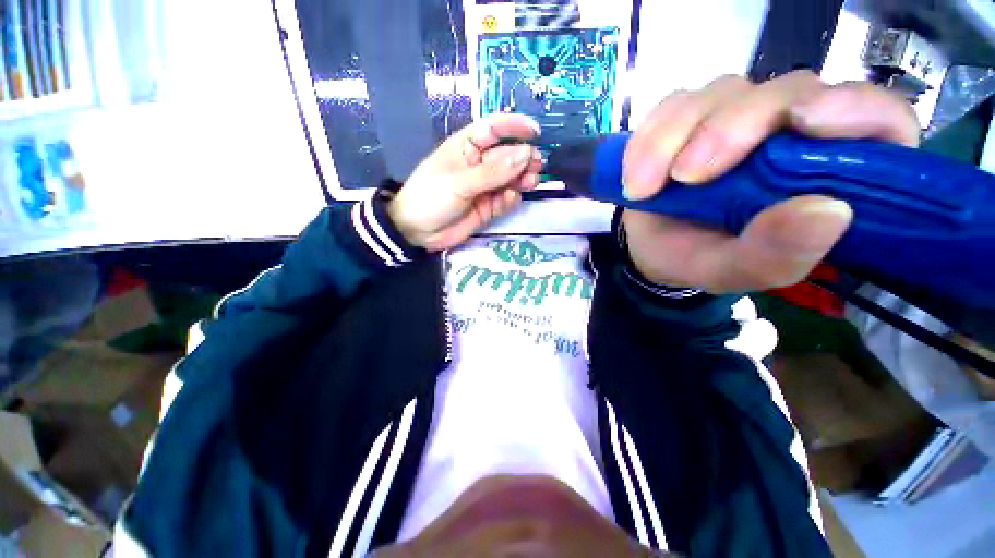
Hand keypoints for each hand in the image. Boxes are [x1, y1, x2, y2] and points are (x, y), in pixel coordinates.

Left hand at [388, 114, 542, 251]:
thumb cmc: (430, 198)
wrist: (417, 233)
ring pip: (510, 178)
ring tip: (531, 181)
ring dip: (523, 178)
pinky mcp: (488, 207)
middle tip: (537, 165)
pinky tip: (512, 199)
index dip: (513, 127)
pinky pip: (505, 199)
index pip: (492, 129)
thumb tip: (525, 154)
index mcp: (466, 147)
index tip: (535, 132)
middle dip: (523, 157)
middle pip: (507, 155)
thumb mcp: (459, 183)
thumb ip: (492, 172)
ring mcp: (485, 187)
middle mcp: (479, 164)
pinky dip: (511, 198)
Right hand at [621, 71, 920, 292]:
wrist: (652, 249)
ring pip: (721, 93)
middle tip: (685, 176)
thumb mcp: (732, 272)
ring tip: (644, 189)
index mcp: (826, 174)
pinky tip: (635, 176)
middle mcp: (791, 131)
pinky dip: (648, 138)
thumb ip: (775, 255)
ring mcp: (738, 115)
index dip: (854, 109)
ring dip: (673, 139)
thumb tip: (829, 212)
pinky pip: (672, 105)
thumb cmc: (699, 259)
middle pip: (785, 92)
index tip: (805, 122)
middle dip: (731, 129)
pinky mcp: (691, 115)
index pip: (876, 120)